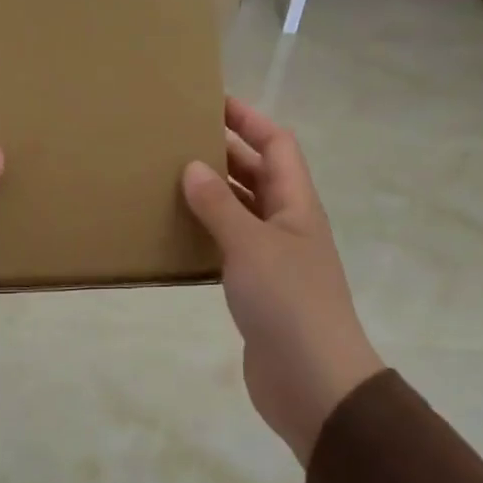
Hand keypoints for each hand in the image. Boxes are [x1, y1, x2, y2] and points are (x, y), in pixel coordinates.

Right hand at [181, 97, 383, 466]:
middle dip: (226, 152)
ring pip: (242, 211)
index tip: (212, 101)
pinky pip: (230, 247)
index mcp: (297, 205)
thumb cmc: (288, 303)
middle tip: (179, 138)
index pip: (278, 145)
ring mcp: (274, 259)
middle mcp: (288, 225)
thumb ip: (220, 206)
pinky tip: (177, 234)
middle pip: (259, 174)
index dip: (250, 119)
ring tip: (170, 178)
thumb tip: (193, 167)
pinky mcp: (257, 290)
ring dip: (214, 193)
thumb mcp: (250, 245)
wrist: (312, 381)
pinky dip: (208, 234)